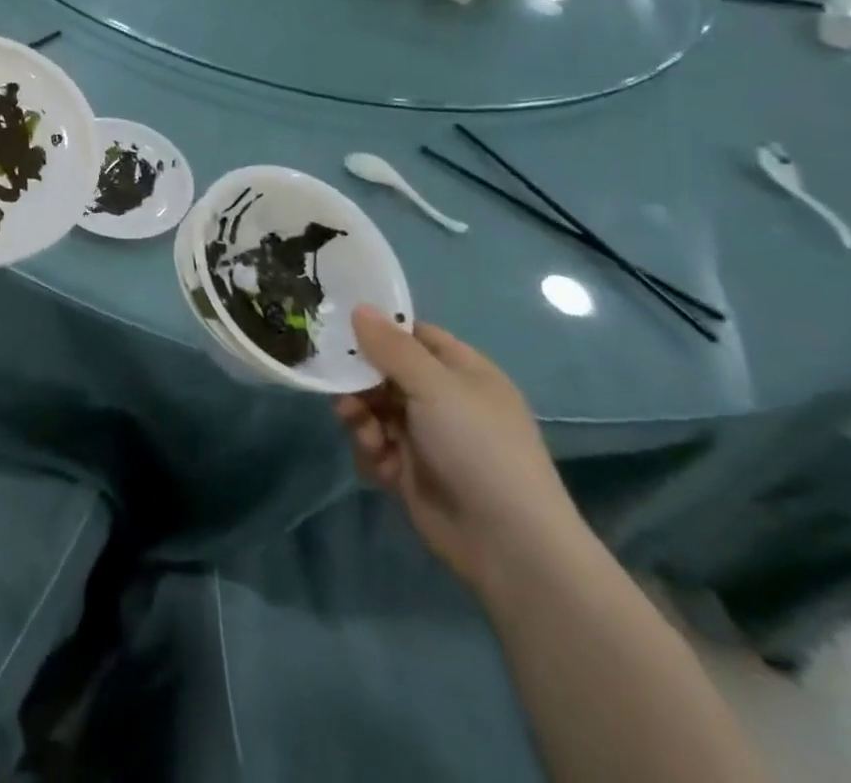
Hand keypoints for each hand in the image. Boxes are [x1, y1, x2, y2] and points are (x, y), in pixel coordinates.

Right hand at [334, 309, 584, 595]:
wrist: (508, 543)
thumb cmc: (478, 447)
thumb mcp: (434, 386)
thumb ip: (391, 347)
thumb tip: (359, 306)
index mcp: (463, 372)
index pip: (413, 336)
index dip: (380, 331)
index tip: (342, 331)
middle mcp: (444, 400)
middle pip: (385, 373)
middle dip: (360, 382)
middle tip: (343, 392)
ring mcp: (428, 437)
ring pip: (374, 410)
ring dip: (361, 419)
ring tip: (365, 435)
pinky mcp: (412, 471)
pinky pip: (375, 446)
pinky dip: (371, 452)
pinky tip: (380, 465)